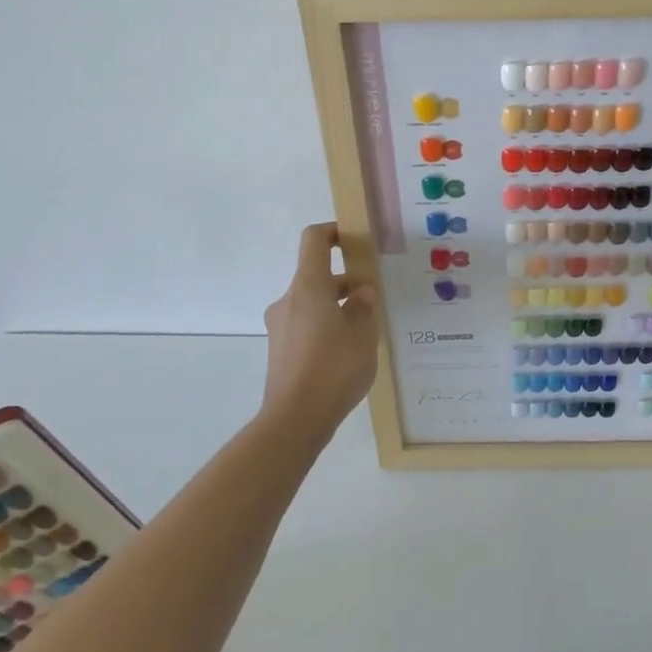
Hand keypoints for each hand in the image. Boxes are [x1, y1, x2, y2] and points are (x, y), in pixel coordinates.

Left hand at [260, 223, 380, 432]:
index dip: (333, 232)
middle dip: (344, 281)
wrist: (294, 420)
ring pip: (310, 302)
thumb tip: (360, 293)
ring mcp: (279, 326)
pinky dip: (324, 326)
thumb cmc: (334, 369)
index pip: (314, 240)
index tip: (354, 239)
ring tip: (364, 329)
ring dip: (335, 306)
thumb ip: (363, 308)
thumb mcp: (363, 336)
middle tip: (373, 296)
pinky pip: (304, 325)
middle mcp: (288, 300)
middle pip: (315, 275)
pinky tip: (346, 352)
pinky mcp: (279, 349)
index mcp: (308, 287)